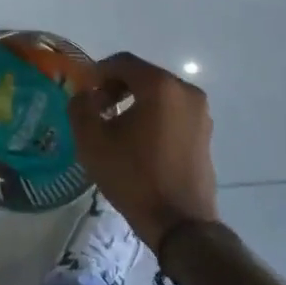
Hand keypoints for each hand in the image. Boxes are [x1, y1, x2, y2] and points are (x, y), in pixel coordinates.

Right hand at [68, 52, 218, 250]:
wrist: (179, 222)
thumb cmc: (134, 177)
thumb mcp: (92, 141)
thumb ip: (80, 107)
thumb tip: (84, 95)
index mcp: (160, 86)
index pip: (122, 62)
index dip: (98, 72)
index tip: (84, 94)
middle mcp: (186, 91)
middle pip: (143, 75)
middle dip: (116, 87)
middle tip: (97, 111)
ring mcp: (200, 112)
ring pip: (159, 94)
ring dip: (134, 102)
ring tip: (116, 128)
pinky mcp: (205, 132)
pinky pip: (173, 111)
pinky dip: (153, 116)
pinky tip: (138, 142)